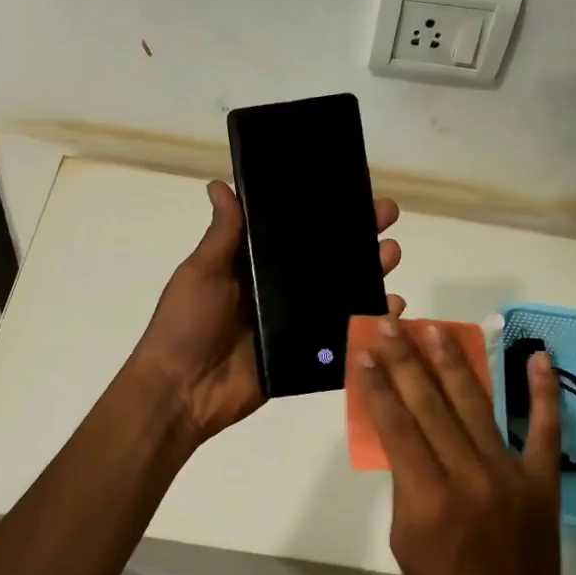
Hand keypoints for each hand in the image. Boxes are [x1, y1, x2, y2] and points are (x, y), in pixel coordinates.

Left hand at [131, 180, 403, 442]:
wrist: (183, 391)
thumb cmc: (186, 325)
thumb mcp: (201, 273)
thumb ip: (222, 235)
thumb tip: (219, 184)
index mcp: (253, 267)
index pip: (296, 233)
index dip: (325, 214)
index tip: (356, 193)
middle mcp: (278, 292)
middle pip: (327, 262)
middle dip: (358, 241)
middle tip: (388, 222)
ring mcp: (294, 325)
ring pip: (340, 296)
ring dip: (369, 276)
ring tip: (391, 258)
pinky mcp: (304, 357)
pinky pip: (341, 338)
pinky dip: (367, 324)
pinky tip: (392, 309)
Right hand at [352, 320, 567, 574]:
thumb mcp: (403, 538)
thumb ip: (404, 482)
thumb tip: (404, 433)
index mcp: (427, 498)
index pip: (396, 426)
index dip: (378, 385)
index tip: (365, 352)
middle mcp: (469, 476)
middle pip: (431, 405)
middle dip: (407, 360)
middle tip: (392, 324)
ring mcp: (511, 475)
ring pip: (476, 406)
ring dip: (455, 362)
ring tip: (436, 329)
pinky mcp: (543, 480)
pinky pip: (544, 429)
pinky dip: (543, 391)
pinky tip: (538, 356)